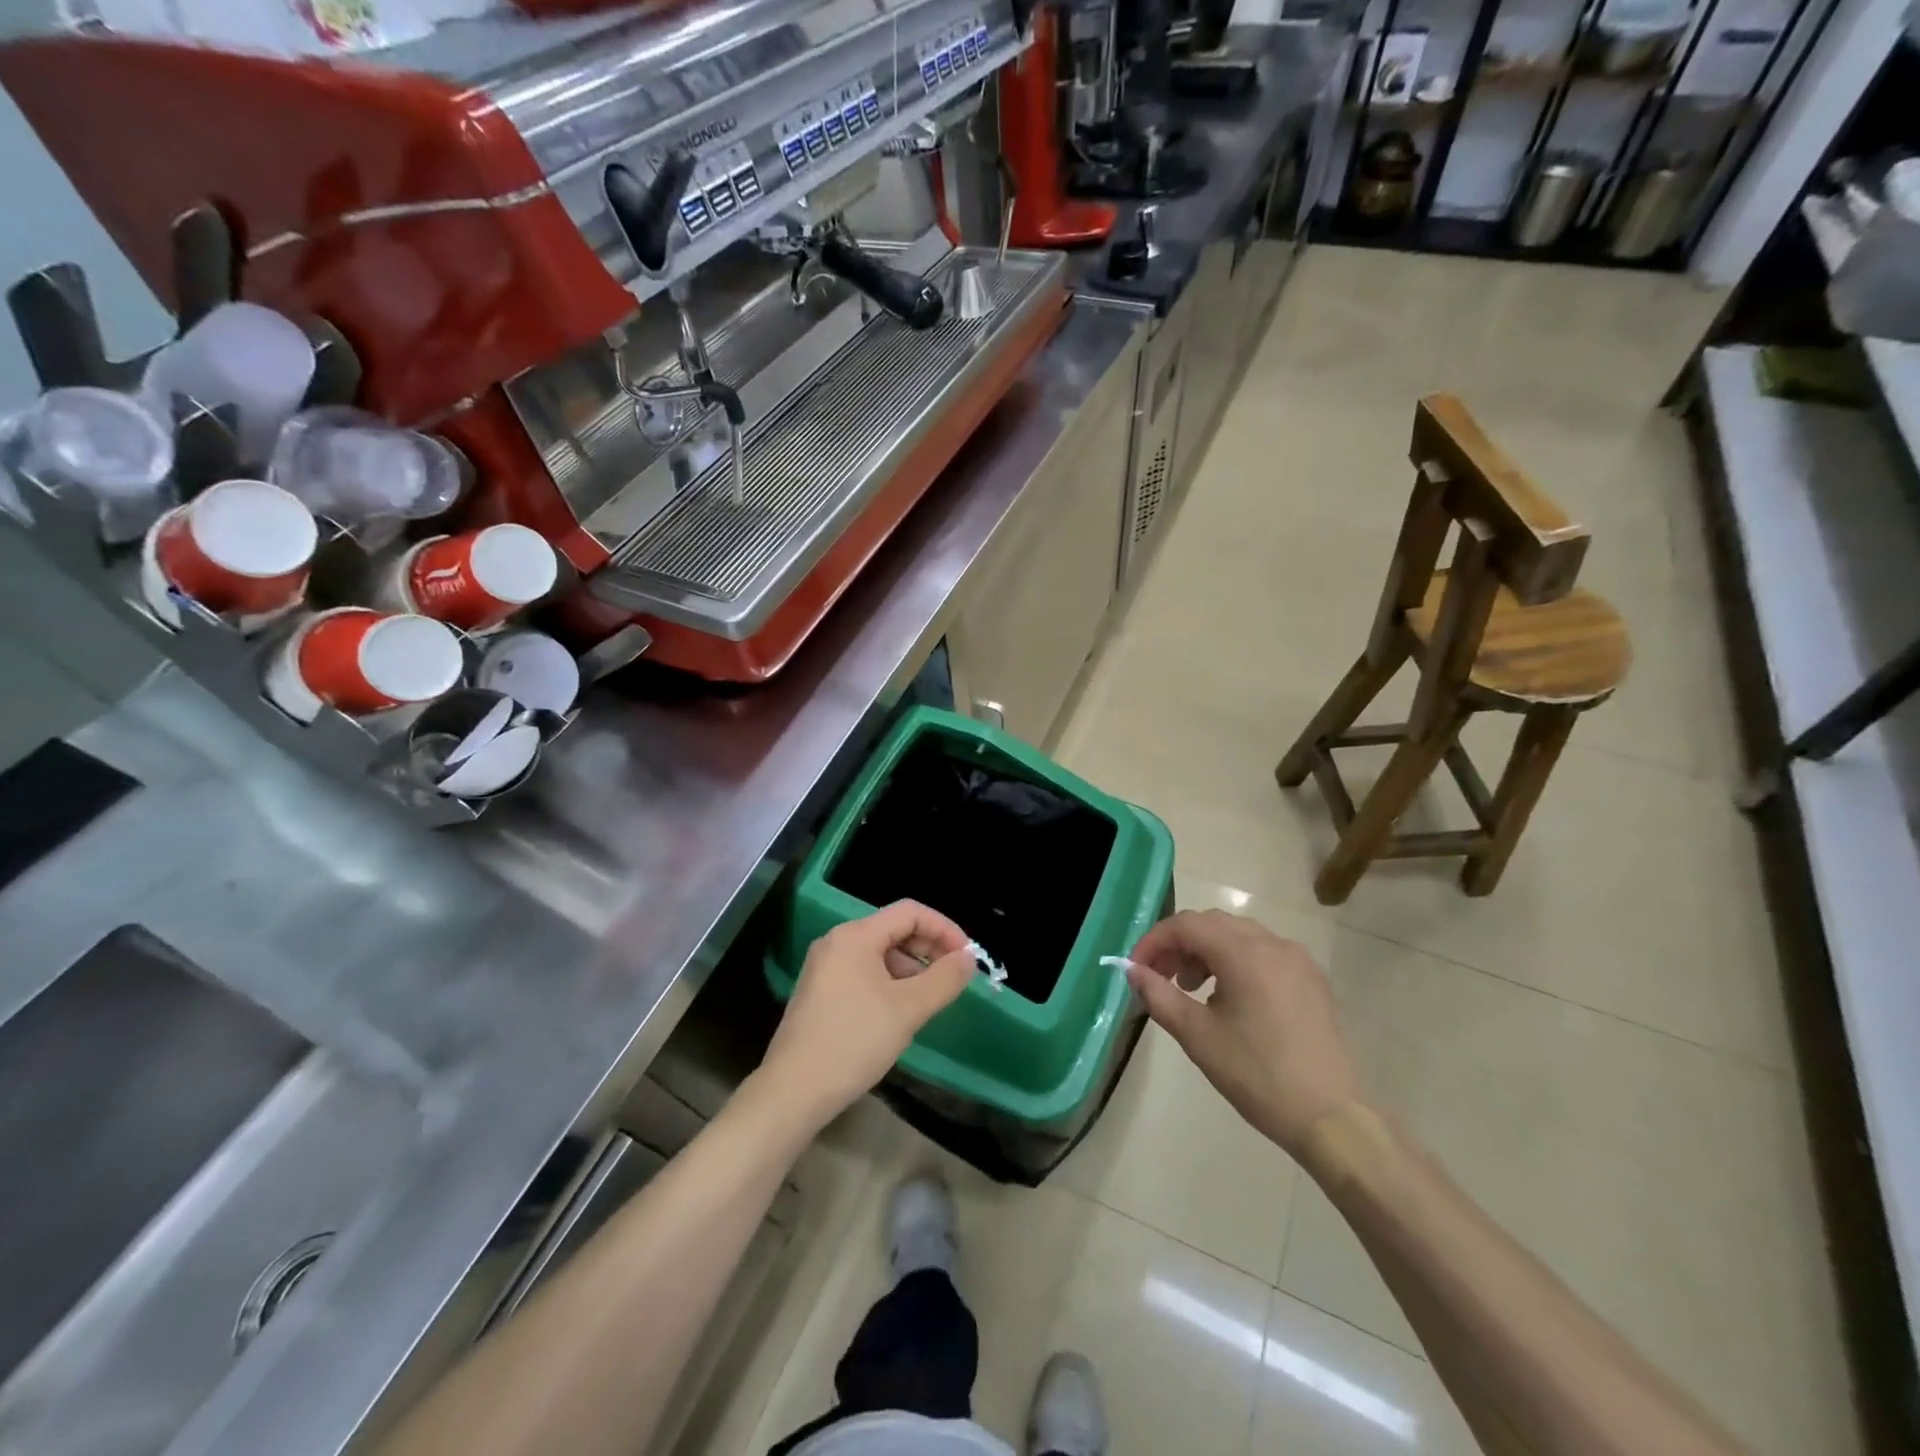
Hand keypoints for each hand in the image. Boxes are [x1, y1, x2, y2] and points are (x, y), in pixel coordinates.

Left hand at [760, 900, 975, 1130]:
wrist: (792, 1092)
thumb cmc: (853, 1042)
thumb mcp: (908, 1010)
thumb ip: (944, 979)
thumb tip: (968, 958)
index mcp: (856, 936)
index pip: (910, 912)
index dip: (944, 929)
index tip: (967, 958)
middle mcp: (837, 942)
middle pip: (894, 929)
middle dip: (929, 949)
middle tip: (953, 978)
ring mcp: (825, 967)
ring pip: (880, 953)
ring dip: (911, 969)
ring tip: (930, 999)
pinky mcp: (820, 992)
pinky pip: (864, 972)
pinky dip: (890, 982)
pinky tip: (900, 1013)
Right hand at [1127, 910, 1364, 1161]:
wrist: (1333, 1119)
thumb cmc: (1258, 1075)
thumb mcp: (1198, 1036)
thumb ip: (1159, 995)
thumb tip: (1132, 971)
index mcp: (1244, 954)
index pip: (1186, 925)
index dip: (1154, 941)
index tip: (1136, 968)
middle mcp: (1273, 944)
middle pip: (1212, 924)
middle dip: (1179, 944)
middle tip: (1160, 977)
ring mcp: (1297, 960)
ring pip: (1238, 936)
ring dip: (1206, 952)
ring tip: (1193, 990)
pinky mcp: (1311, 979)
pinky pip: (1263, 953)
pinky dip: (1235, 961)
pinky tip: (1229, 999)